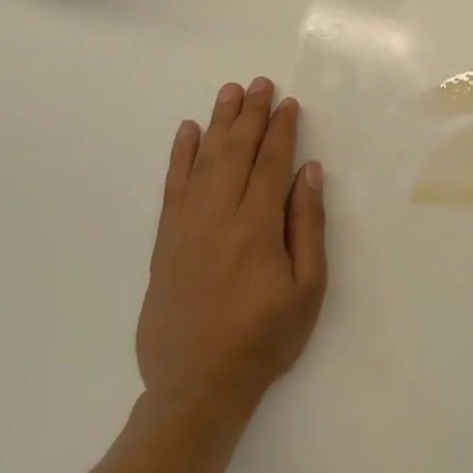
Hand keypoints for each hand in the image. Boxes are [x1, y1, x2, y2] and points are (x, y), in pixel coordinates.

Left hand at [136, 77, 327, 430]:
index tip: (289, 103)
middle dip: (251, 114)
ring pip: (203, 161)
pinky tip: (187, 132)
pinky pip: (172, 187)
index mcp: (256, 227)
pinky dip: (180, 156)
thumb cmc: (264, 339)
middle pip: (235, 152)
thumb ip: (307, 225)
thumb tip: (308, 171)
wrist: (196, 389)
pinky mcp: (164, 242)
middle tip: (260, 83)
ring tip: (229, 92)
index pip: (270, 162)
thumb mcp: (308, 288)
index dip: (281, 129)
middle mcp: (218, 217)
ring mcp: (185, 227)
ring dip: (218, 123)